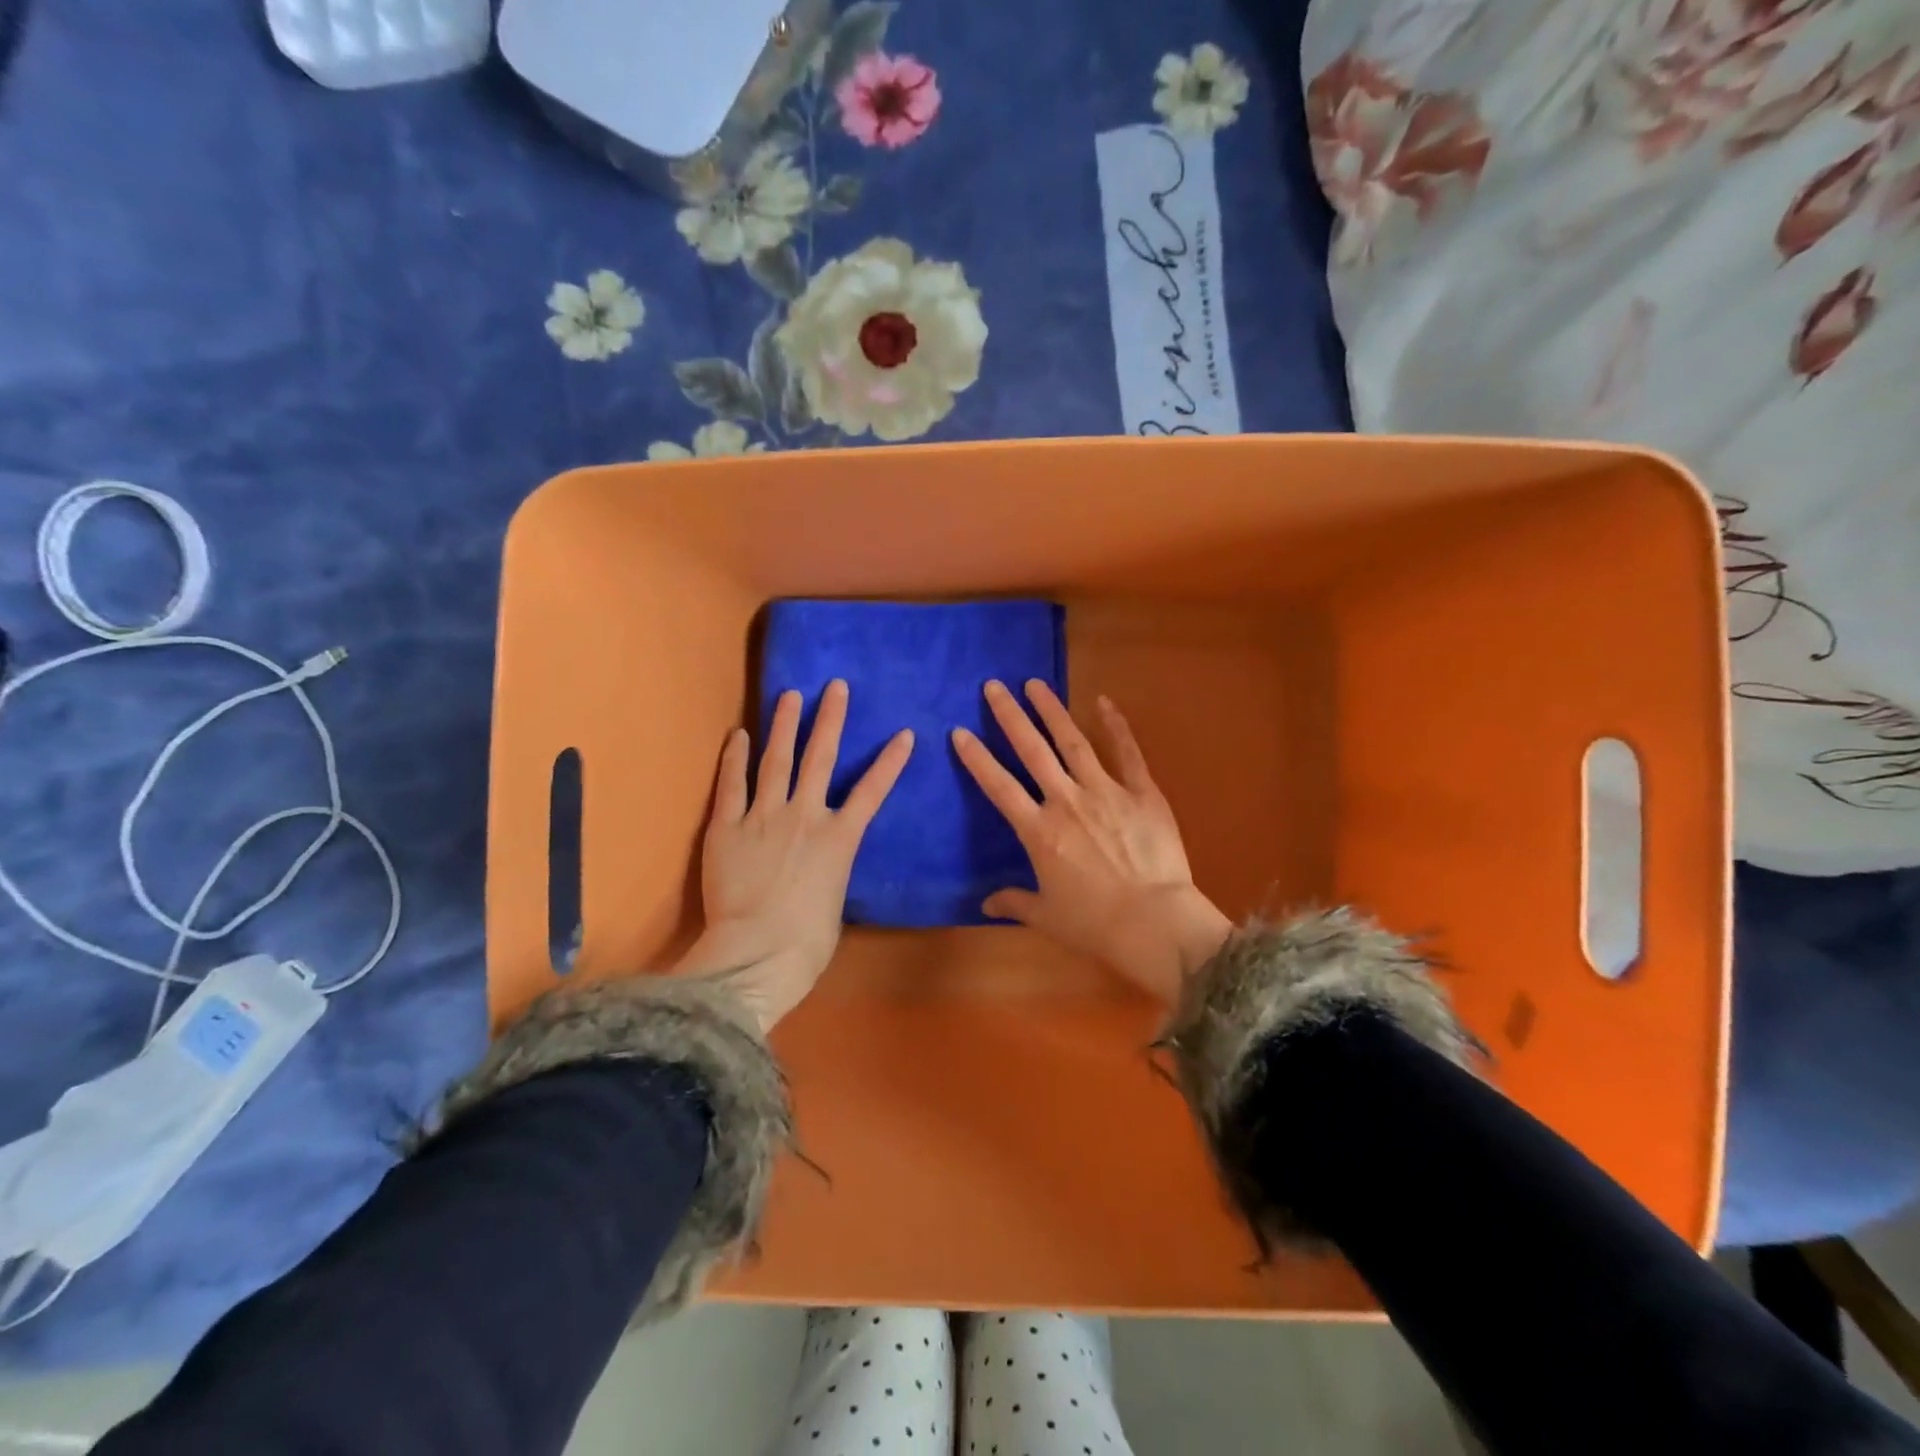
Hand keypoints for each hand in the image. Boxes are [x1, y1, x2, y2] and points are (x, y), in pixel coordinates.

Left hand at [676, 680, 913, 1032]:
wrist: (756, 954)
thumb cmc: (806, 942)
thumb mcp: (833, 902)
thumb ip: (829, 871)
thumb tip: (821, 865)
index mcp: (839, 839)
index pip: (872, 791)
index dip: (890, 761)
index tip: (904, 733)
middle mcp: (804, 816)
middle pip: (820, 758)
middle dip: (830, 719)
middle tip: (835, 687)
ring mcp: (763, 817)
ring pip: (777, 760)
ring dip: (784, 725)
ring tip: (790, 695)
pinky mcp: (726, 827)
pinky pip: (731, 784)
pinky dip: (735, 757)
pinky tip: (739, 734)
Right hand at [952, 680, 1230, 1003]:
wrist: (1155, 923)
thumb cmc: (1095, 924)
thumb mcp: (1046, 916)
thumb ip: (1014, 902)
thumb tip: (985, 903)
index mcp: (1039, 831)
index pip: (999, 786)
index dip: (977, 758)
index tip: (960, 731)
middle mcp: (1066, 801)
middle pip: (1032, 750)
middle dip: (1010, 716)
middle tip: (994, 686)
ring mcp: (1106, 792)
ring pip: (1073, 742)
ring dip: (1052, 711)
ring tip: (1035, 684)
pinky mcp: (1142, 793)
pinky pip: (1127, 752)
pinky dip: (1115, 725)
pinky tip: (1103, 701)